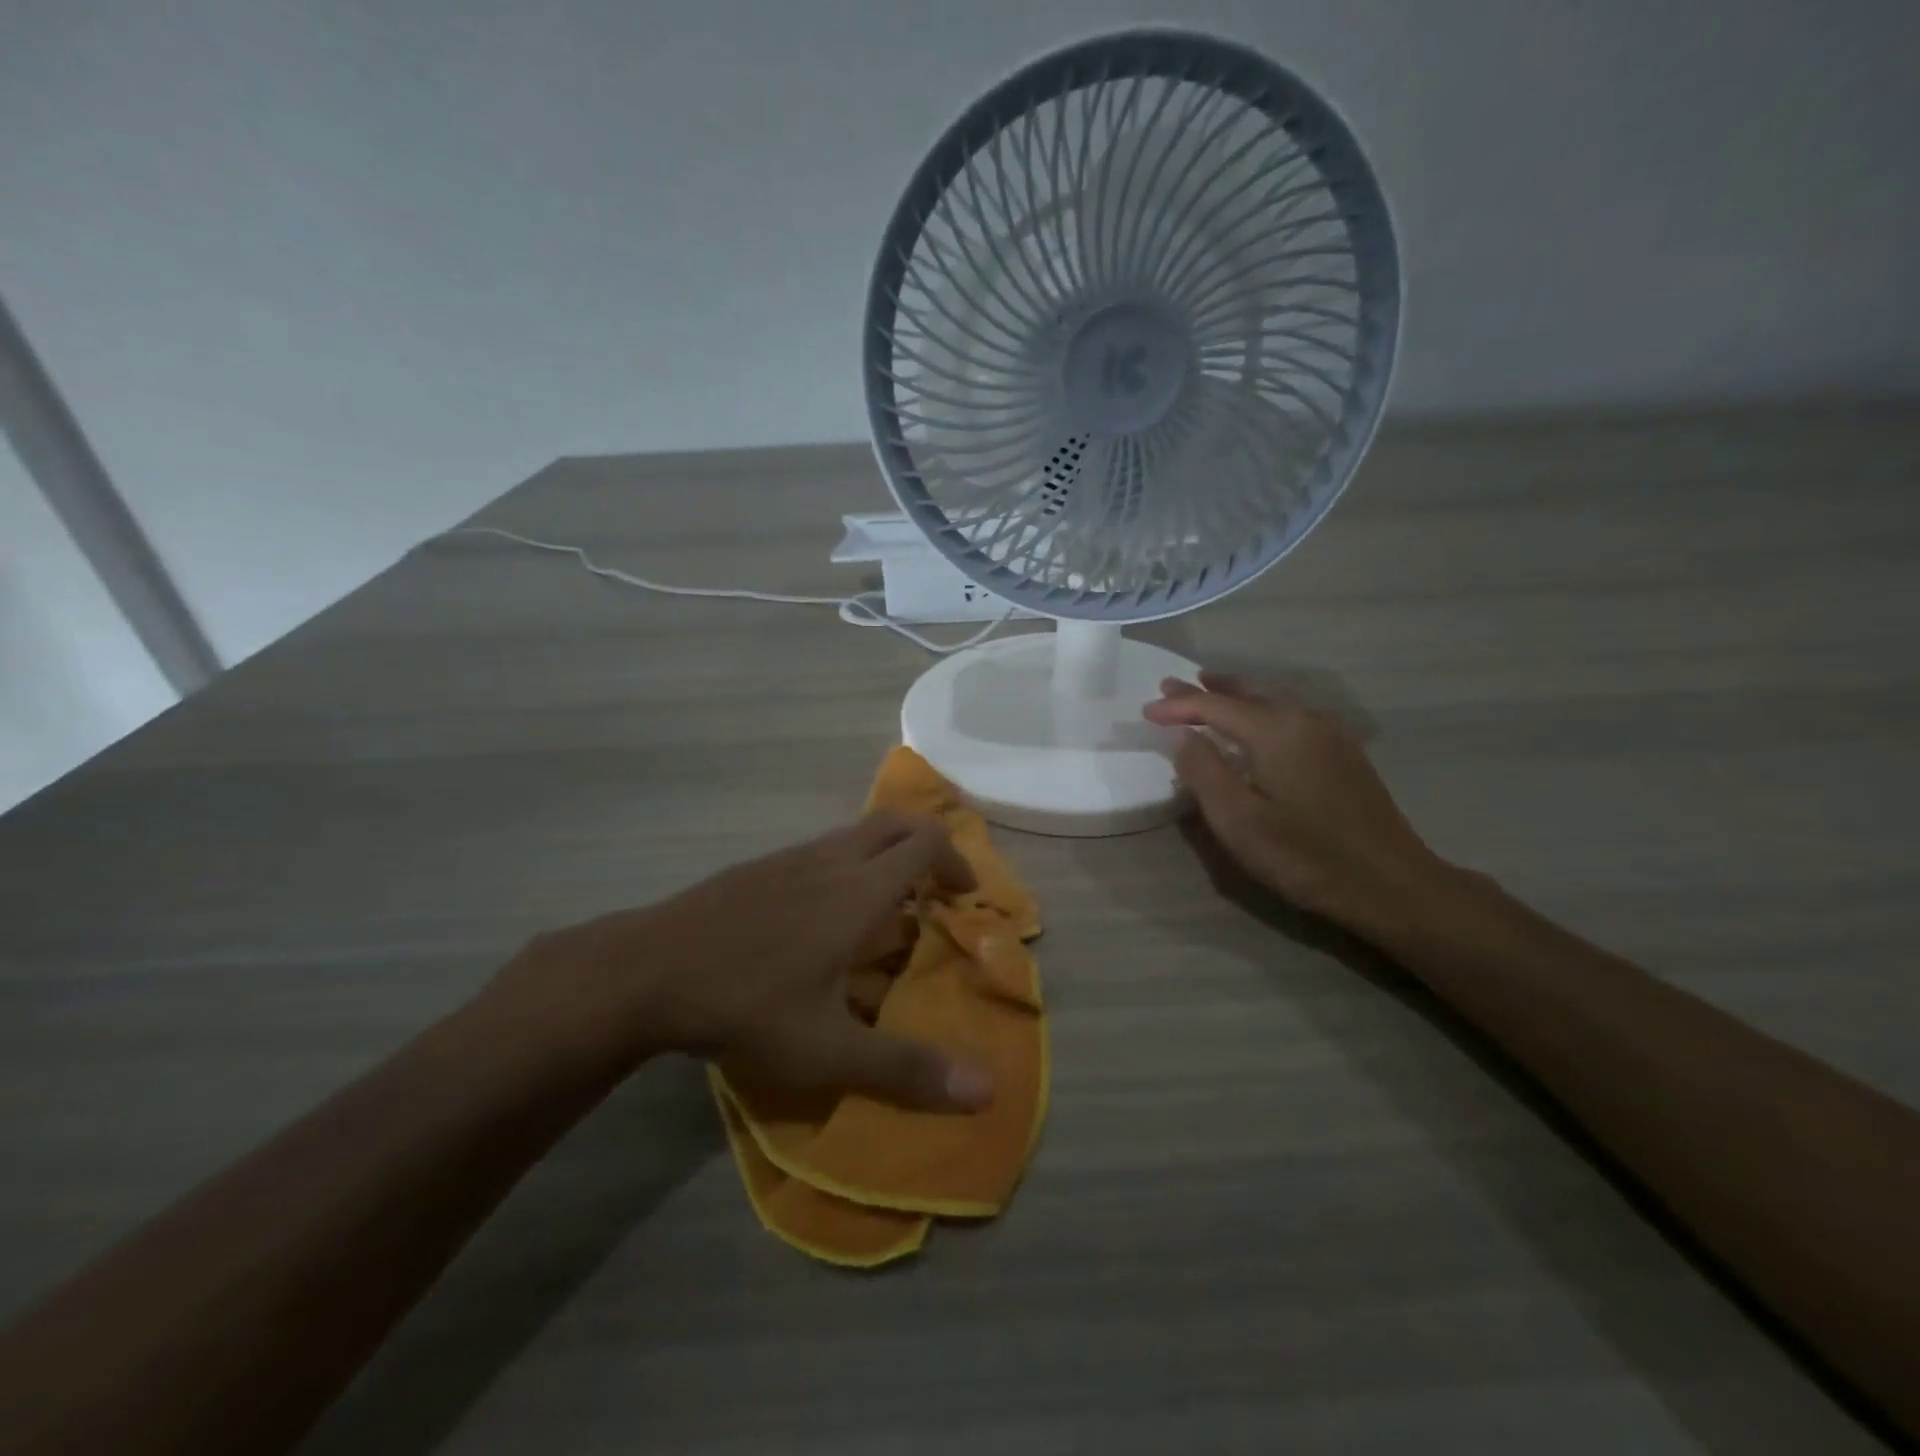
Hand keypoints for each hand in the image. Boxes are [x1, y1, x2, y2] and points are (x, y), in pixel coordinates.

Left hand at [494, 813, 993, 1111]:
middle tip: (936, 892)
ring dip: (885, 855)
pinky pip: (822, 848)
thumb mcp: (829, 1050)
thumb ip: (907, 1068)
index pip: (926, 844)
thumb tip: (986, 1090)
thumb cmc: (746, 1005)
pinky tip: (824, 916)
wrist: (647, 971)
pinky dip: (848, 864)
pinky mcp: (759, 867)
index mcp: (859, 890)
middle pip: (896, 823)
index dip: (956, 863)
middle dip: (927, 846)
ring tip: (886, 909)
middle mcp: (831, 860)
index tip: (963, 900)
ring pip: (856, 833)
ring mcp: (791, 858)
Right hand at [1144, 672, 1442, 931]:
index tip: (1145, 711)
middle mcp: (1304, 719)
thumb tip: (1182, 734)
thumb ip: (1204, 771)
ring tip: (1208, 691)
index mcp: (1276, 730)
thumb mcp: (1239, 820)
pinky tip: (1256, 725)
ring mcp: (1330, 735)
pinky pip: (1289, 717)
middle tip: (1171, 686)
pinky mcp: (1343, 755)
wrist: (1391, 884)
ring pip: (1271, 702)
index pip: (1214, 706)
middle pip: (1246, 694)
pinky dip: (1260, 711)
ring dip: (1235, 697)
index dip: (1178, 706)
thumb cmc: (1306, 856)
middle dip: (1206, 691)